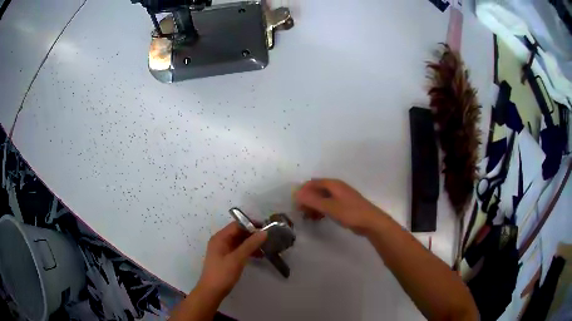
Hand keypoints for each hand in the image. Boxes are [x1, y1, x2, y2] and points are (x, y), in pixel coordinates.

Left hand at [197, 222, 266, 298]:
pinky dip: (248, 251)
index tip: (265, 228)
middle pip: (238, 233)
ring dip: (251, 243)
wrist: (212, 291)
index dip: (251, 225)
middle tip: (268, 238)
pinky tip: (259, 255)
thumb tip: (264, 232)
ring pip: (239, 242)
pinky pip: (238, 250)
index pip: (237, 225)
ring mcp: (223, 250)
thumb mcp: (237, 258)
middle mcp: (220, 241)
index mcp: (220, 238)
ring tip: (266, 247)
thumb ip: (250, 244)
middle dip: (252, 234)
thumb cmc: (223, 273)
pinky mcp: (226, 258)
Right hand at [295, 179, 385, 233]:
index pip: (312, 183)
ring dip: (313, 206)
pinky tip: (318, 219)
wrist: (371, 222)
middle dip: (307, 200)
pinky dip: (321, 210)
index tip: (296, 204)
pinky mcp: (344, 206)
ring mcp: (341, 197)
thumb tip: (296, 193)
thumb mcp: (330, 207)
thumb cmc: (351, 213)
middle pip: (316, 190)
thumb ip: (313, 200)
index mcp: (333, 184)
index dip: (302, 192)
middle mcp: (336, 187)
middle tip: (301, 213)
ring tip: (308, 217)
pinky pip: (328, 205)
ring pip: (322, 198)